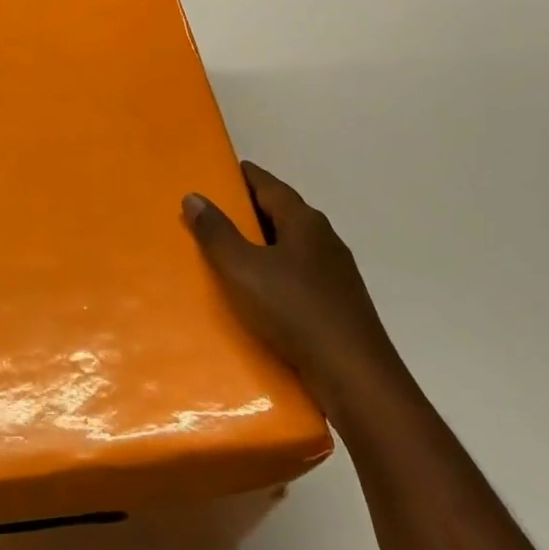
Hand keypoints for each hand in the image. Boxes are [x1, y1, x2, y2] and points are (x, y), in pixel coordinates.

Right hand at [184, 161, 400, 411]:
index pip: (269, 184)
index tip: (219, 172)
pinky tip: (261, 293)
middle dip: (250, 210)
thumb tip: (194, 196)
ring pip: (292, 246)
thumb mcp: (243, 270)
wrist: (355, 376)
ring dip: (264, 245)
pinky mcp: (339, 304)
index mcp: (304, 221)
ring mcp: (336, 272)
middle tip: (214, 213)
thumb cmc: (295, 311)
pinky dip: (277, 273)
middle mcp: (324, 238)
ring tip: (231, 253)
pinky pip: (300, 276)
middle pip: (282, 213)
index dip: (243, 176)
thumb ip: (217, 233)